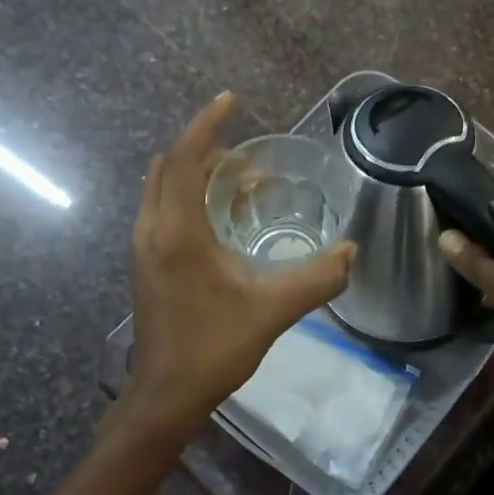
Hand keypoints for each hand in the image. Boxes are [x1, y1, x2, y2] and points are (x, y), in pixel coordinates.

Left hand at [122, 93, 354, 445]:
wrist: (166, 394)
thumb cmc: (215, 347)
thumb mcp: (273, 309)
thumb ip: (317, 278)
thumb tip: (351, 251)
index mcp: (176, 232)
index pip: (185, 159)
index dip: (207, 124)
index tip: (231, 100)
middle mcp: (151, 229)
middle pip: (170, 166)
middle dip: (205, 148)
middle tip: (246, 152)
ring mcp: (142, 246)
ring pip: (162, 187)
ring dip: (195, 172)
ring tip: (239, 180)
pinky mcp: (144, 262)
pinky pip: (162, 207)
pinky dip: (187, 195)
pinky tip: (220, 217)